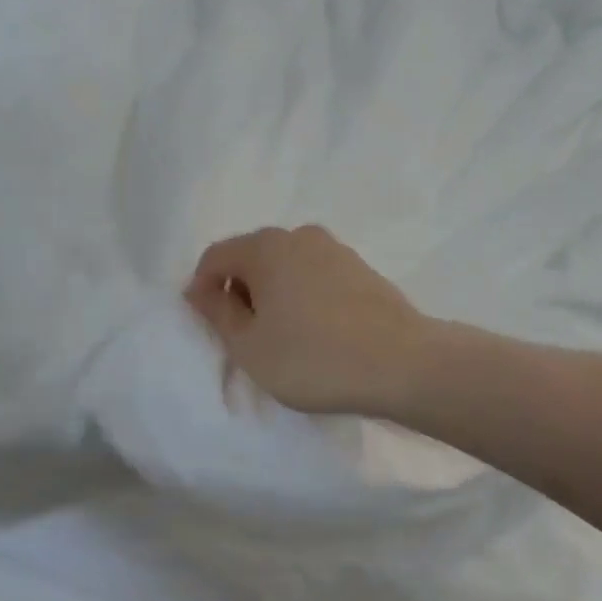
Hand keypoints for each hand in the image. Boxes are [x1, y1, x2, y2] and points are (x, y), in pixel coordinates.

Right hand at [183, 225, 431, 415]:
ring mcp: (336, 250)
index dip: (202, 288)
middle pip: (253, 256)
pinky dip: (304, 296)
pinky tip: (316, 331)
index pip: (216, 256)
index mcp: (266, 247)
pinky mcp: (362, 269)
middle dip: (240, 290)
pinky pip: (316, 276)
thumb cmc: (313, 358)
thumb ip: (218, 313)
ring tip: (283, 336)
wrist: (403, 364)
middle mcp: (300, 236)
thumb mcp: (250, 346)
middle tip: (245, 335)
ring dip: (274, 294)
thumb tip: (199, 289)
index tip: (210, 325)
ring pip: (287, 266)